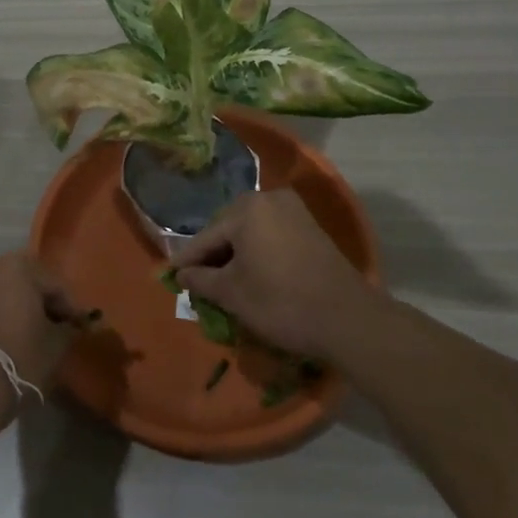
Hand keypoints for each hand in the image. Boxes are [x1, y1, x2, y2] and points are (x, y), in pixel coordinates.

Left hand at [0, 251, 75, 422]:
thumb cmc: (18, 359)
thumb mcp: (55, 346)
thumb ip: (69, 329)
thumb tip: (74, 325)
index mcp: (18, 266)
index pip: (55, 284)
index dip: (70, 308)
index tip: (80, 328)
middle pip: (27, 283)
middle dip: (42, 304)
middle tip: (57, 329)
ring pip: (4, 293)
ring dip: (19, 309)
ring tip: (33, 336)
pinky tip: (9, 339)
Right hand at [172, 189, 387, 362]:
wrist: (348, 319)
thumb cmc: (282, 302)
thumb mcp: (233, 294)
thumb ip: (201, 280)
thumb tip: (181, 274)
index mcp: (246, 208)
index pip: (207, 236)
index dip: (187, 259)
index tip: (169, 274)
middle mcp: (269, 198)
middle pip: (229, 229)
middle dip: (213, 255)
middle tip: (197, 279)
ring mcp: (293, 210)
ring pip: (251, 232)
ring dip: (236, 254)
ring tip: (222, 280)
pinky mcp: (310, 227)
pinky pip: (272, 235)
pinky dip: (258, 252)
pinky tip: (252, 274)